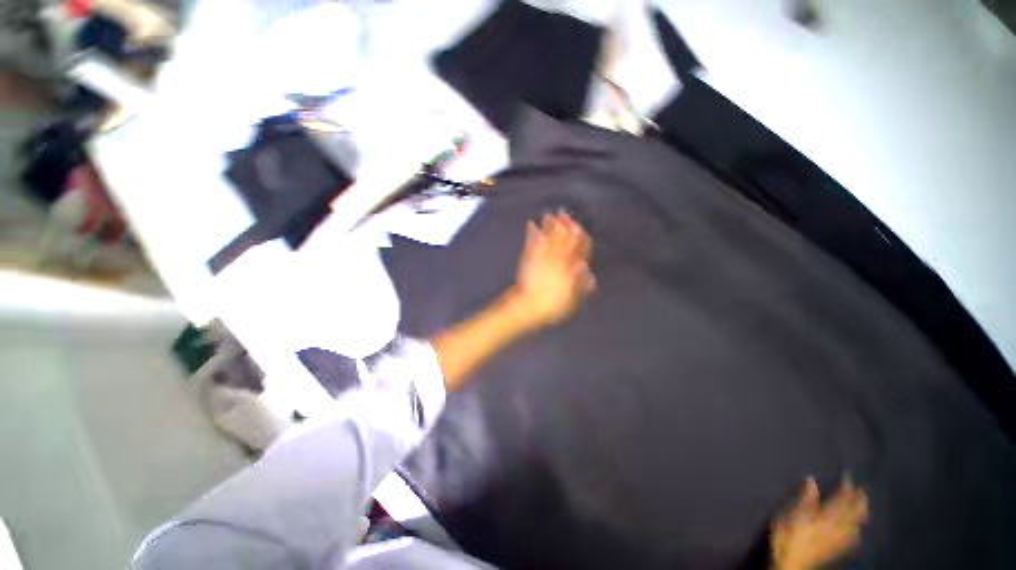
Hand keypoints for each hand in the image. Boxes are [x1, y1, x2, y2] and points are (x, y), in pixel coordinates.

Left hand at [510, 211, 594, 327]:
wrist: (528, 307)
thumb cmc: (552, 305)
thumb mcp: (571, 299)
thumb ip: (579, 283)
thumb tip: (585, 267)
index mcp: (568, 268)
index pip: (576, 249)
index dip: (579, 237)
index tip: (579, 227)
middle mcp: (556, 259)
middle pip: (562, 239)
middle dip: (564, 226)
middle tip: (563, 213)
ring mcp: (541, 258)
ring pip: (547, 238)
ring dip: (549, 226)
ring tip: (549, 214)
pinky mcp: (529, 259)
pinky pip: (531, 243)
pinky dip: (532, 233)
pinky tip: (531, 224)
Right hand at [771, 477, 868, 569]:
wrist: (790, 564)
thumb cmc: (787, 537)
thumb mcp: (790, 515)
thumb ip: (803, 499)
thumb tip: (811, 480)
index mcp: (824, 518)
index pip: (839, 501)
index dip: (845, 489)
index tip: (848, 477)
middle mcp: (834, 528)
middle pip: (850, 514)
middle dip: (857, 503)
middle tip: (862, 491)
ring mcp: (835, 541)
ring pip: (853, 526)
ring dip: (859, 516)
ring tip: (864, 508)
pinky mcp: (833, 550)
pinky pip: (849, 540)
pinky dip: (855, 533)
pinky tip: (857, 533)